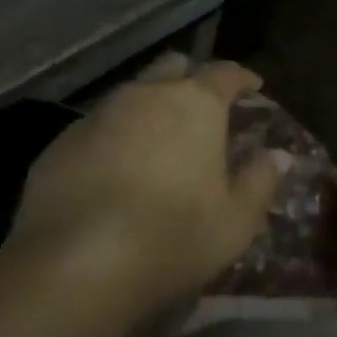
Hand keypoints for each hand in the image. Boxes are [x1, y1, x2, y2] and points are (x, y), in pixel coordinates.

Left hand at [6, 62, 286, 310]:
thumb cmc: (173, 236)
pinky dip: (111, 139)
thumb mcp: (236, 220)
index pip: (226, 73)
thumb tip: (278, 156)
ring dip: (148, 108)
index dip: (242, 78)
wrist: (73, 269)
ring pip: (130, 95)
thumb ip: (261, 181)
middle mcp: (147, 96)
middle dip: (190, 78)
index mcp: (197, 104)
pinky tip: (112, 173)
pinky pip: (94, 129)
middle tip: (201, 105)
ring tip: (156, 142)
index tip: (253, 87)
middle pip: (173, 67)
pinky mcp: (58, 147)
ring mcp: (97, 117)